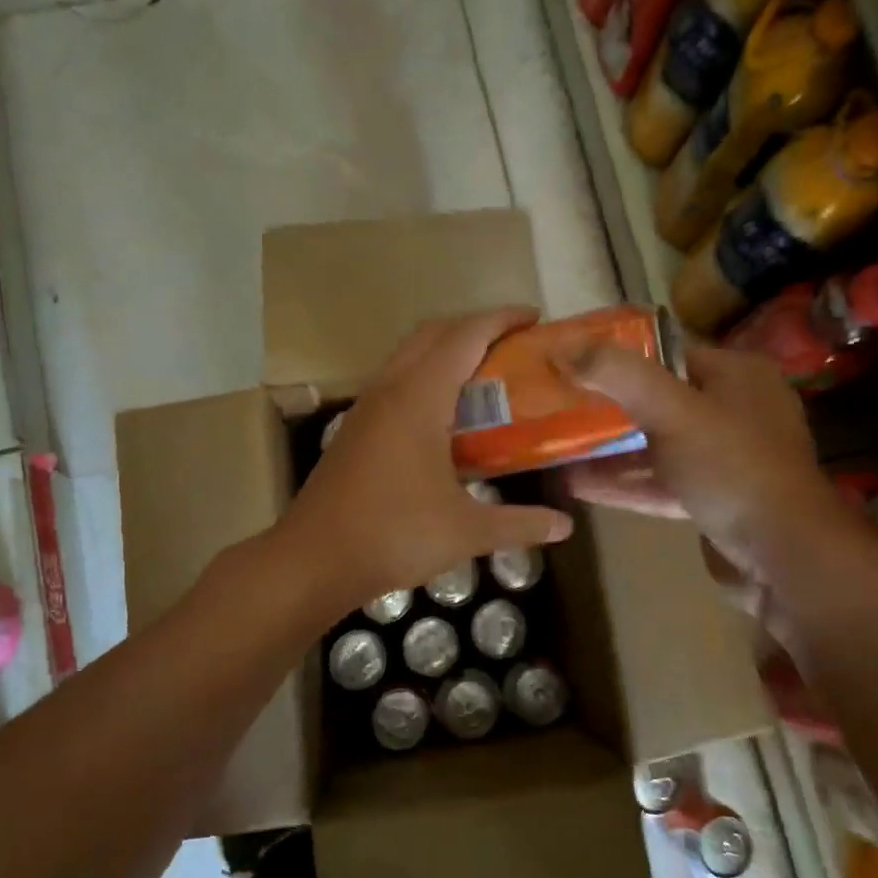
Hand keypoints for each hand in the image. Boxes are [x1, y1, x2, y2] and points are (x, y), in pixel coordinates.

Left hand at [277, 308, 574, 615]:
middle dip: (474, 327)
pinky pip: (395, 381)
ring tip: (484, 375)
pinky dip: (425, 376)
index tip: (534, 318)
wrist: (313, 559)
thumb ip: (520, 524)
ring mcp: (366, 407)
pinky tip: (444, 416)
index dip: (501, 319)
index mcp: (418, 398)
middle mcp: (389, 389)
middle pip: (432, 333)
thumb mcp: (466, 531)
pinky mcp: (354, 428)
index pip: (464, 336)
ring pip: (408, 355)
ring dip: (446, 350)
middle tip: (513, 345)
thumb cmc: (393, 535)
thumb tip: (565, 526)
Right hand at [555, 342, 877, 640]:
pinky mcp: (716, 498)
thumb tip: (563, 346)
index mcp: (737, 374)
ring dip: (611, 449)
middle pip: (659, 399)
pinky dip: (626, 482)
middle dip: (609, 405)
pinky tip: (578, 484)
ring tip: (559, 445)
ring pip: (658, 444)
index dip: (618, 354)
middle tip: (560, 404)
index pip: (668, 351)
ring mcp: (727, 458)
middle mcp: (736, 409)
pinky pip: (662, 481)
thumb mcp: (671, 410)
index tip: (573, 361)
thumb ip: (618, 375)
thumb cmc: (731, 467)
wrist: (785, 555)